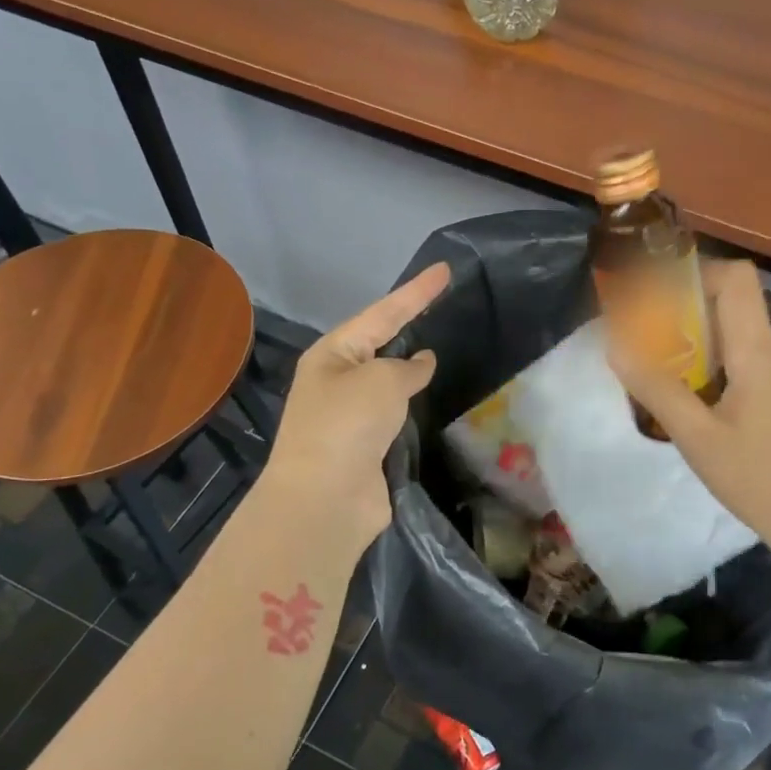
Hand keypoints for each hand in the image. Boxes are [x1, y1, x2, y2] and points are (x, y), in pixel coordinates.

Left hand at [258, 262, 448, 551]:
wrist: (326, 499)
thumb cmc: (347, 425)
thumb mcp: (382, 381)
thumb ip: (407, 367)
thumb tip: (422, 363)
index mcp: (333, 355)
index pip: (383, 313)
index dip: (416, 292)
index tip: (444, 270)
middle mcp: (338, 380)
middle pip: (381, 343)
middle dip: (410, 324)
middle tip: (444, 304)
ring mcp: (351, 415)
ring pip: (389, 380)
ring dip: (412, 368)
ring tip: (444, 347)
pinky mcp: (367, 446)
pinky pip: (396, 413)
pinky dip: (413, 404)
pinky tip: (432, 397)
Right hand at [608, 259, 770, 566]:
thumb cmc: (759, 479)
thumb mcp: (696, 438)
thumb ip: (656, 389)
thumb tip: (617, 346)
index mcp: (760, 353)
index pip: (738, 279)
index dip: (700, 273)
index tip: (663, 296)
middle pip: (739, 312)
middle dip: (694, 323)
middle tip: (658, 352)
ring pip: (750, 347)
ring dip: (713, 356)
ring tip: (683, 392)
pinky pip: (766, 372)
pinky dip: (735, 377)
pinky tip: (720, 419)